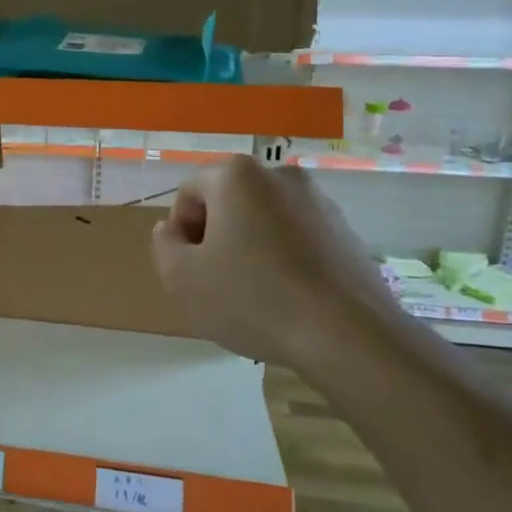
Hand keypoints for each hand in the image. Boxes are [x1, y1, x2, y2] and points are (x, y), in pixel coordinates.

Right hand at [152, 156, 403, 378]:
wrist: (348, 336)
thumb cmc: (251, 298)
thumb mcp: (181, 277)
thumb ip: (163, 243)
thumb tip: (173, 230)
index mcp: (236, 176)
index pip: (188, 194)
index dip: (180, 233)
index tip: (191, 270)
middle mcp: (279, 176)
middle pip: (228, 203)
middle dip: (216, 237)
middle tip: (216, 282)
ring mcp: (319, 202)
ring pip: (263, 221)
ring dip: (250, 248)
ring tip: (254, 295)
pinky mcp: (347, 232)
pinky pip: (296, 238)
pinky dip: (283, 259)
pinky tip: (286, 298)